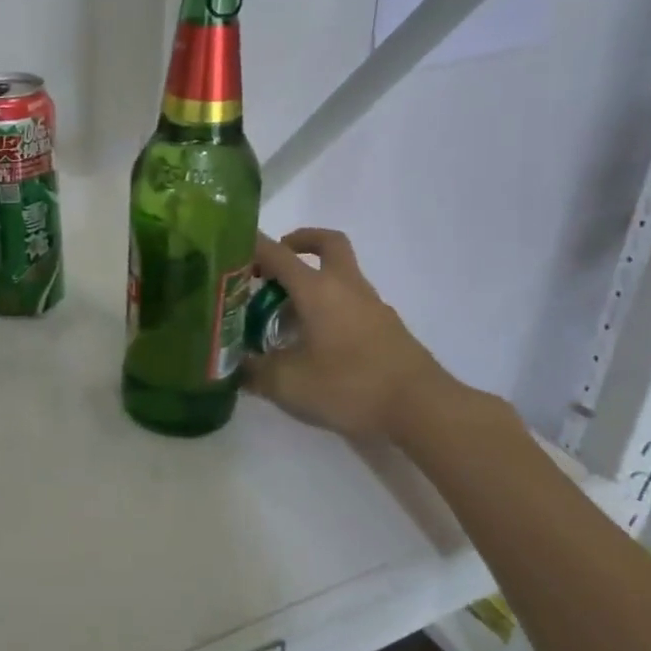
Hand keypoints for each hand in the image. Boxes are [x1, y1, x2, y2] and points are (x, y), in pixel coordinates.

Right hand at [242, 227, 450, 442]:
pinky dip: (328, 307)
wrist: (422, 409)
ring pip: (339, 273)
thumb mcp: (288, 385)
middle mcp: (345, 287)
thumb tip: (231, 368)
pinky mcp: (385, 326)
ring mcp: (371, 305)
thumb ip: (254, 373)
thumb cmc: (350, 386)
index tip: (228, 248)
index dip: (250, 245)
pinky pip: (350, 301)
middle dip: (297, 242)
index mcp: (317, 290)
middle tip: (270, 265)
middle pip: (326, 243)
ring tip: (283, 315)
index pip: (277, 253)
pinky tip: (314, 341)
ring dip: (312, 280)